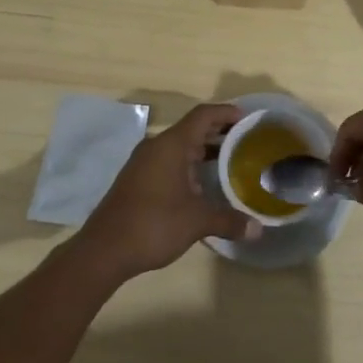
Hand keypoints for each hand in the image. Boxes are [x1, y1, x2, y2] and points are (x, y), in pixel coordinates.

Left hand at [75, 103, 258, 278]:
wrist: (104, 250)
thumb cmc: (153, 224)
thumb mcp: (197, 222)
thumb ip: (229, 221)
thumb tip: (258, 230)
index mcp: (171, 145)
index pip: (203, 115)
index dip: (226, 113)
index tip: (248, 119)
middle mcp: (156, 147)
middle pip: (192, 129)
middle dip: (219, 133)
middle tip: (246, 142)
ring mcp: (143, 163)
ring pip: (179, 147)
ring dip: (203, 151)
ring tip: (230, 163)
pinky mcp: (137, 180)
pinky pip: (168, 162)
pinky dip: (188, 166)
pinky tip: (202, 186)